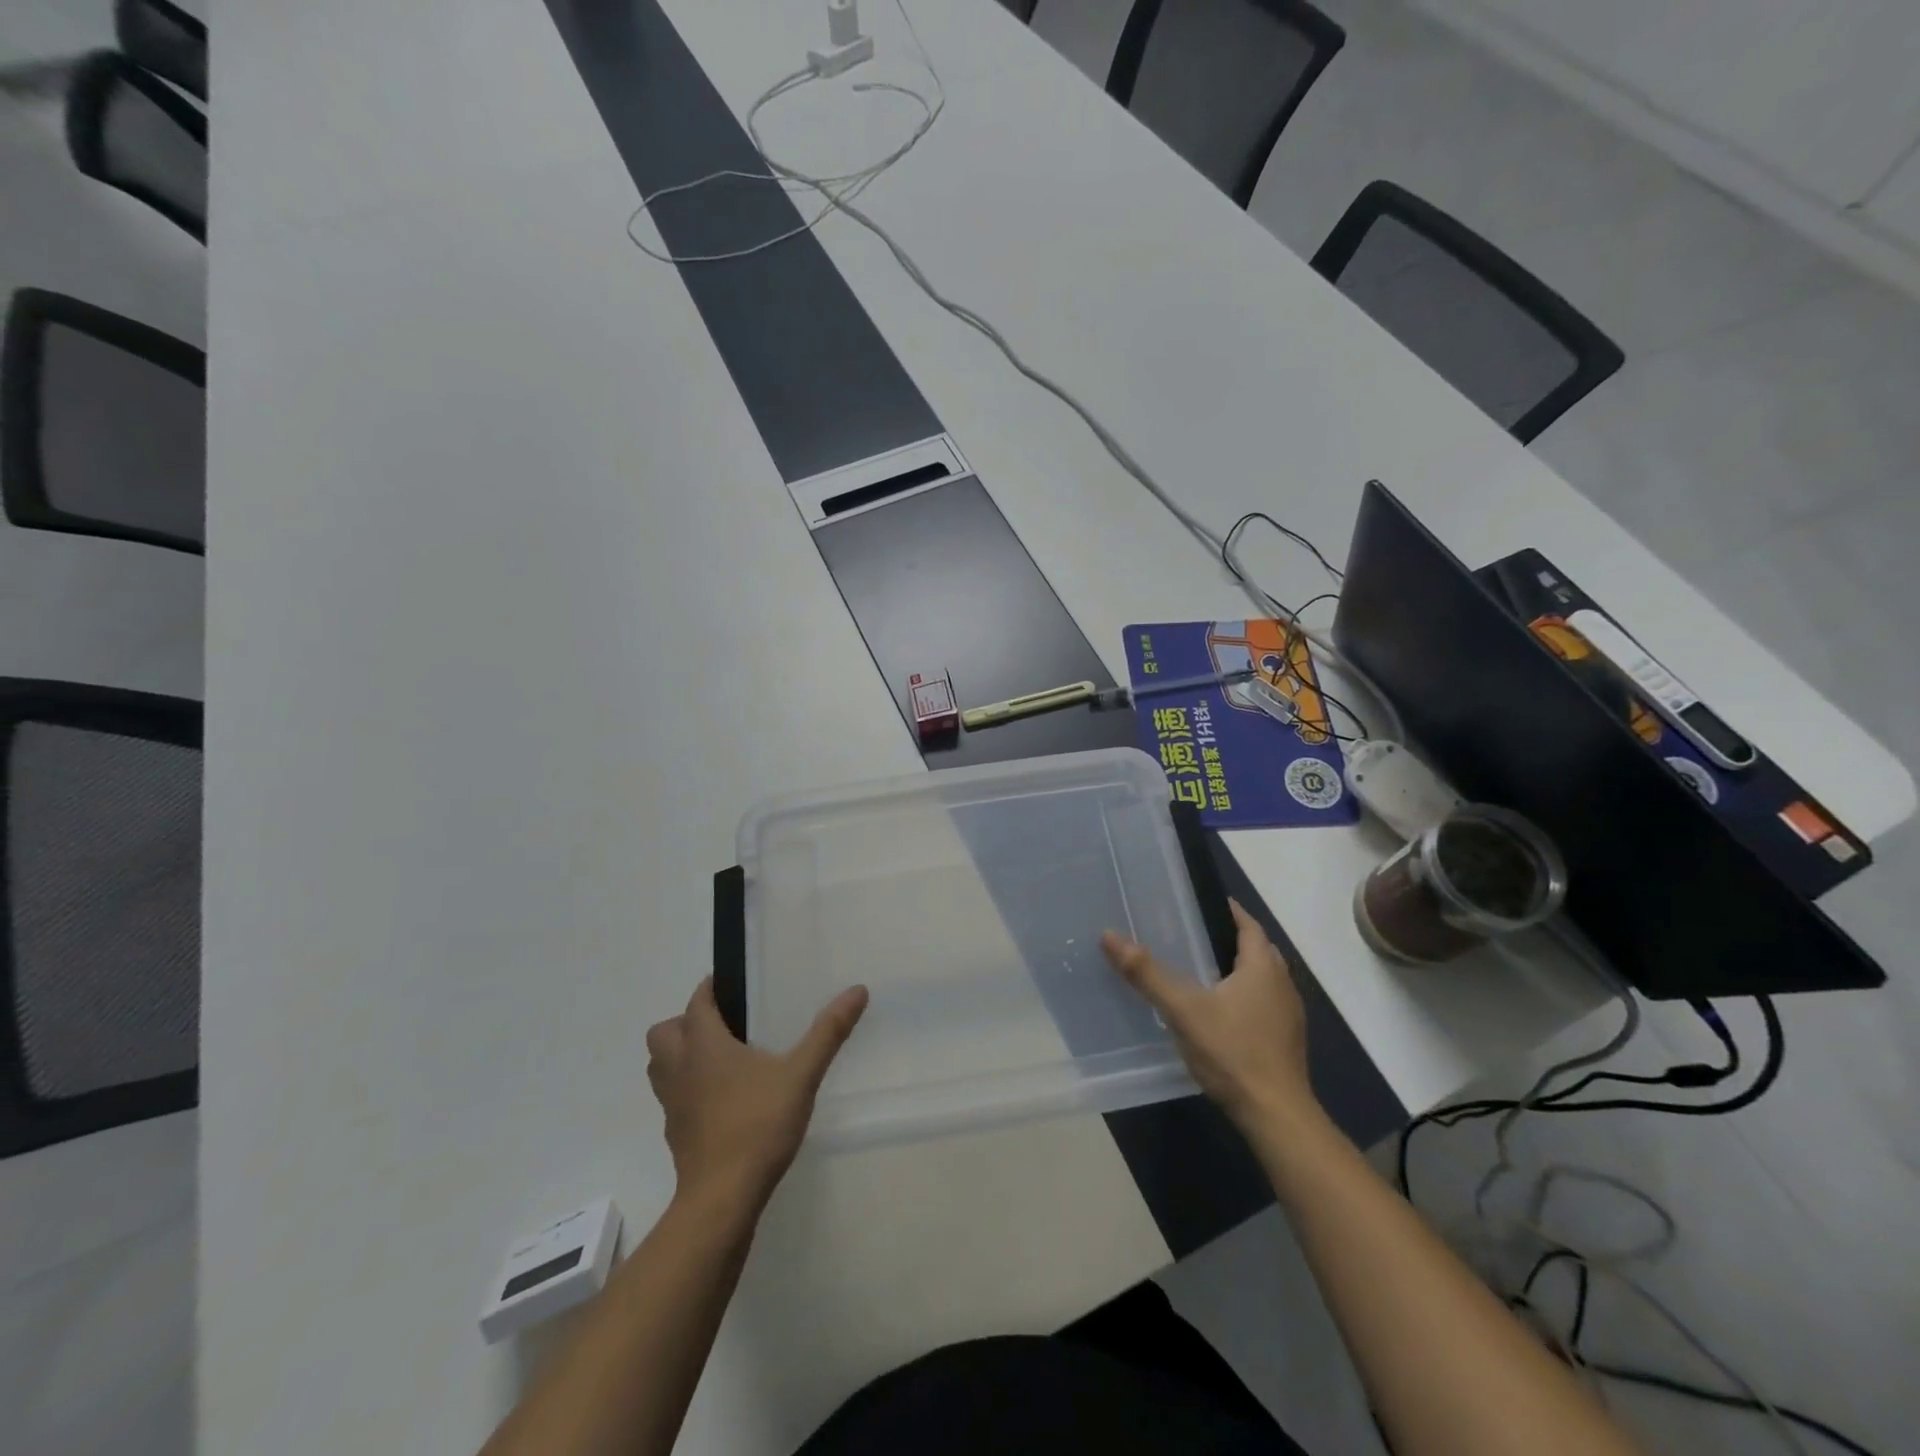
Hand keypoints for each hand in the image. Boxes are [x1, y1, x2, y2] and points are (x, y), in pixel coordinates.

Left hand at [645, 978, 868, 1213]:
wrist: (722, 1199)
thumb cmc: (757, 1125)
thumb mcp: (801, 1074)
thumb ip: (828, 1032)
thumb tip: (857, 990)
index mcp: (704, 1045)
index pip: (697, 1002)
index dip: (711, 988)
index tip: (734, 984)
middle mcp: (680, 1069)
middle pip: (664, 1033)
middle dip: (686, 1022)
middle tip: (725, 1025)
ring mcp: (673, 1105)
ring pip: (661, 1067)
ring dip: (681, 1056)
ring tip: (722, 1059)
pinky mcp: (676, 1134)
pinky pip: (673, 1098)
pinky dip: (689, 1090)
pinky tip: (724, 1100)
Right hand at [1102, 900, 1316, 1129]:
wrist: (1276, 1116)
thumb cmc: (1232, 1052)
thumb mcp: (1183, 1009)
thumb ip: (1147, 973)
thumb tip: (1109, 936)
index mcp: (1263, 968)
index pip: (1249, 925)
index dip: (1229, 911)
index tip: (1202, 902)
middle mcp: (1283, 985)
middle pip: (1258, 950)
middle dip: (1230, 939)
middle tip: (1194, 934)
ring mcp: (1288, 1016)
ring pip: (1263, 979)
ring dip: (1238, 970)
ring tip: (1201, 969)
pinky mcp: (1286, 1042)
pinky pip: (1263, 1005)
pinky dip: (1243, 997)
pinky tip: (1218, 1012)